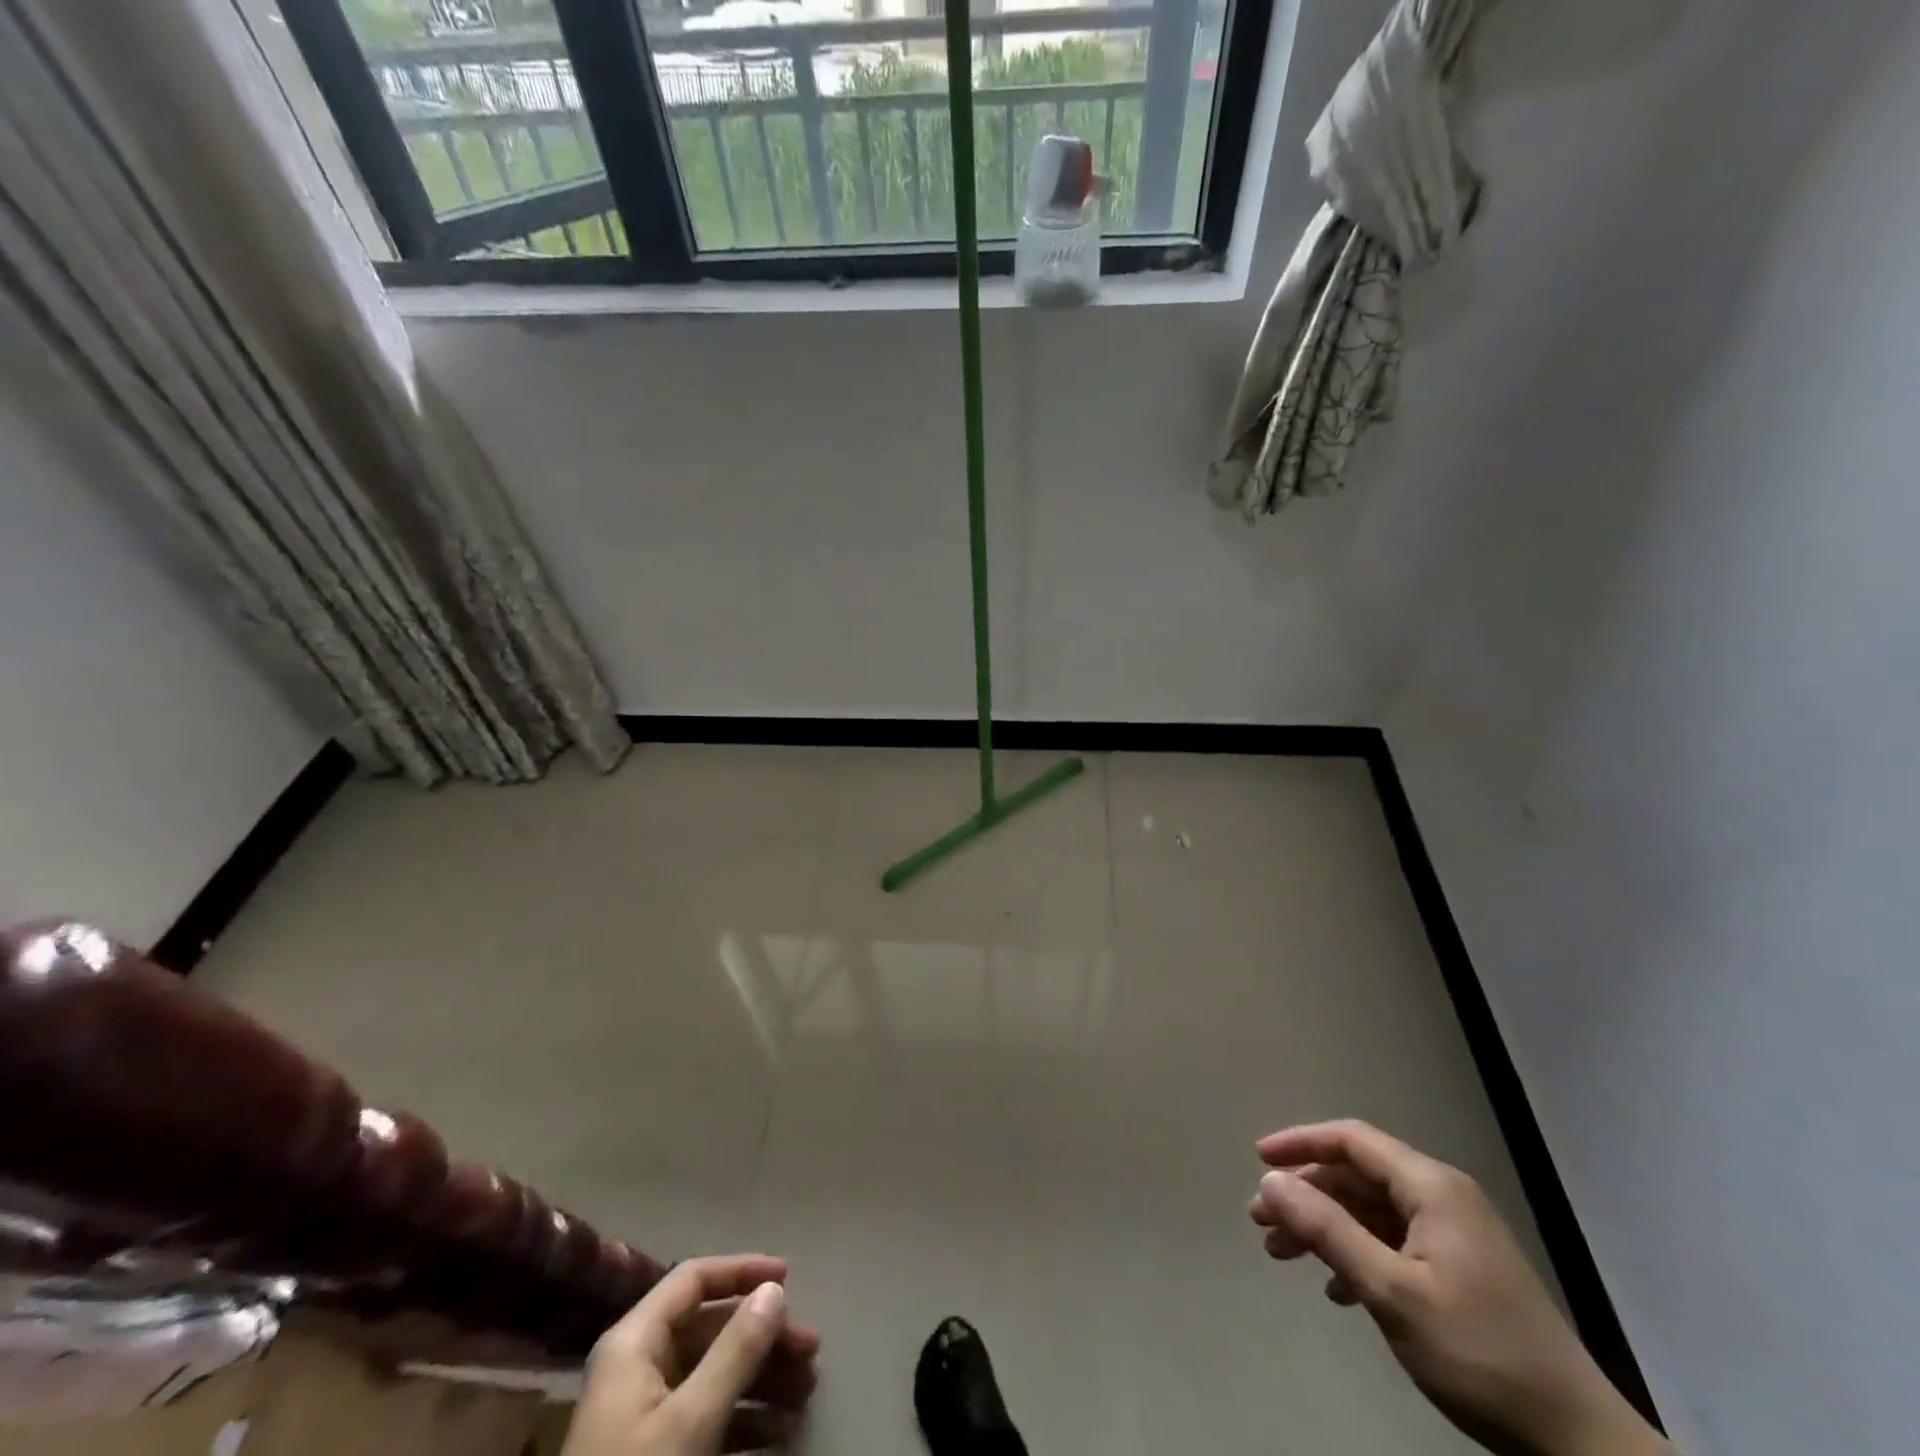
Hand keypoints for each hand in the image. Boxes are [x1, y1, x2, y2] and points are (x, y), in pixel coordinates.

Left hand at [561, 1255, 821, 1455]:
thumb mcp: (691, 1420)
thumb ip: (736, 1351)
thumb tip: (774, 1290)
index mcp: (634, 1342)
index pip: (693, 1279)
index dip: (742, 1271)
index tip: (790, 1278)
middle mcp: (638, 1367)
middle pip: (710, 1330)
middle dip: (763, 1339)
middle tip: (810, 1353)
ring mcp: (644, 1415)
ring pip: (713, 1375)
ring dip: (763, 1380)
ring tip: (805, 1394)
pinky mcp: (654, 1454)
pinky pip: (706, 1418)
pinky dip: (744, 1421)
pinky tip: (780, 1436)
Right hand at [1250, 1121, 1667, 1455]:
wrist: (1578, 1443)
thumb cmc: (1478, 1353)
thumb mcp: (1392, 1291)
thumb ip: (1327, 1230)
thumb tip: (1270, 1180)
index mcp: (1431, 1187)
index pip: (1351, 1140)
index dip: (1300, 1143)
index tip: (1257, 1160)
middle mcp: (1442, 1197)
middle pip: (1356, 1175)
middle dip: (1305, 1194)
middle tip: (1262, 1221)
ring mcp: (1454, 1234)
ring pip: (1370, 1210)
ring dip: (1324, 1226)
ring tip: (1282, 1253)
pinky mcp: (1460, 1270)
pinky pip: (1391, 1241)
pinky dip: (1355, 1253)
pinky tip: (1336, 1288)